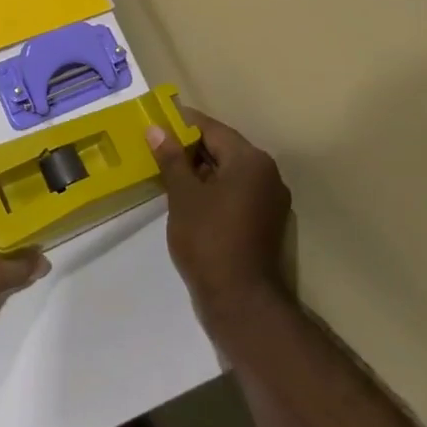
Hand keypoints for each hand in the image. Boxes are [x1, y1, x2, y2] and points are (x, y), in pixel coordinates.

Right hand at [147, 110, 291, 333]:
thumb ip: (171, 158)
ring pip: (229, 172)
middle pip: (223, 148)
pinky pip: (236, 192)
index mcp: (250, 160)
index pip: (212, 129)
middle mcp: (267, 173)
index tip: (156, 124)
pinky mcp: (266, 221)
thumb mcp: (183, 196)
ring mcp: (270, 199)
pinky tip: (189, 199)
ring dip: (201, 170)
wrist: (241, 302)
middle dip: (190, 148)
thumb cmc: (209, 240)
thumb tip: (156, 129)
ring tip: (168, 174)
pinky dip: (214, 190)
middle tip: (157, 150)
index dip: (182, 124)